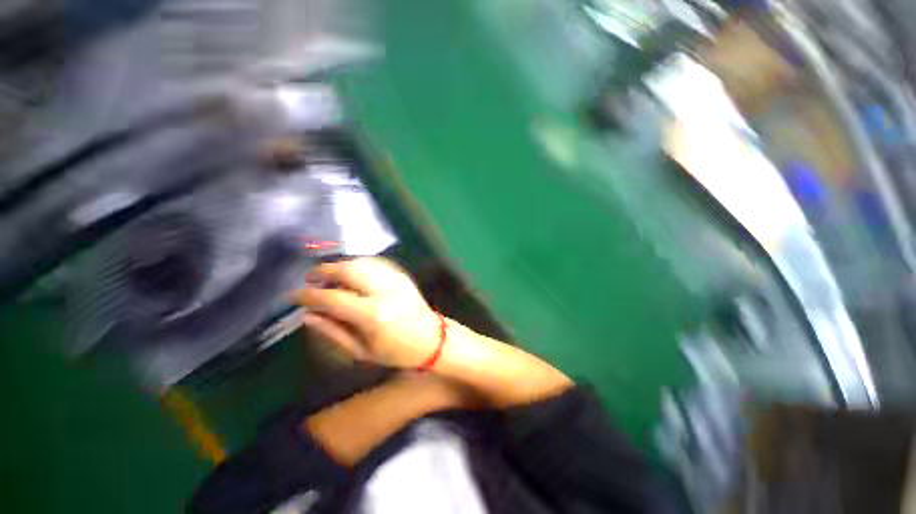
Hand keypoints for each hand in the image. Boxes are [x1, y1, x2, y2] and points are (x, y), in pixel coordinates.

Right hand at [291, 257, 441, 367]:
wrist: (431, 338)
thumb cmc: (396, 352)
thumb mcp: (362, 351)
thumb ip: (333, 332)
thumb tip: (307, 315)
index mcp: (373, 315)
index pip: (333, 298)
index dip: (309, 295)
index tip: (294, 296)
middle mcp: (384, 291)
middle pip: (347, 270)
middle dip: (323, 271)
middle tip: (310, 280)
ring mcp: (395, 280)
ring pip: (361, 261)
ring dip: (339, 265)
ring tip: (328, 277)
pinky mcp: (402, 275)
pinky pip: (375, 262)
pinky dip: (358, 264)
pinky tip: (350, 272)